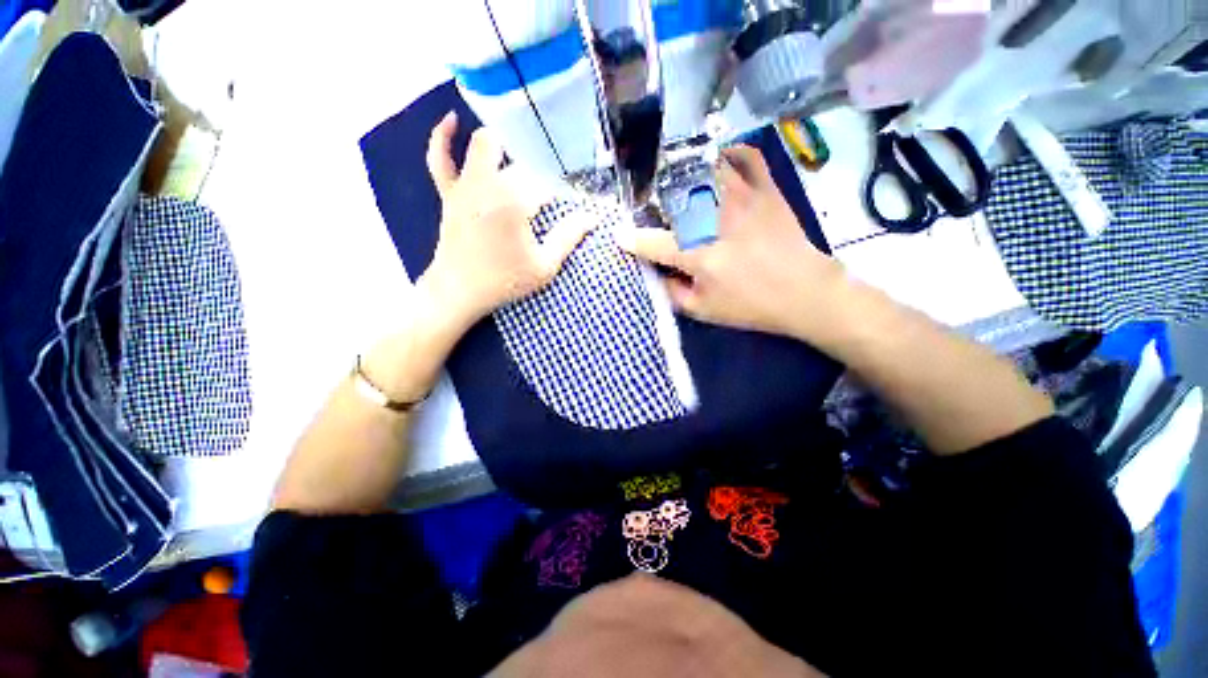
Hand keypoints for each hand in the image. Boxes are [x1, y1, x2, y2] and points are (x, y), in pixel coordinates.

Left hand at [420, 112, 592, 326]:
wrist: (459, 291)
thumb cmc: (504, 281)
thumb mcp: (544, 266)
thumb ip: (568, 237)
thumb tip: (592, 217)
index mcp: (515, 202)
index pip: (547, 183)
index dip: (564, 189)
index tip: (574, 199)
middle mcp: (490, 184)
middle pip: (521, 161)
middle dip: (541, 167)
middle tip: (554, 179)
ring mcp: (466, 185)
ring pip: (485, 147)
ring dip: (506, 143)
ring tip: (525, 142)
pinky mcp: (449, 192)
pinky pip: (439, 158)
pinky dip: (443, 137)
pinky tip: (452, 120)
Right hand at [619, 145, 843, 339]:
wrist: (805, 292)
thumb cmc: (751, 305)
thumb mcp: (703, 310)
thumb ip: (672, 292)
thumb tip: (657, 272)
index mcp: (697, 252)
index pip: (653, 242)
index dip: (632, 240)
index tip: (619, 235)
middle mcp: (714, 217)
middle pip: (672, 196)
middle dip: (653, 203)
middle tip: (652, 213)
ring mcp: (742, 196)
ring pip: (703, 169)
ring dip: (684, 176)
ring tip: (679, 187)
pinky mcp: (766, 188)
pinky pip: (744, 157)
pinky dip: (728, 154)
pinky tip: (718, 163)